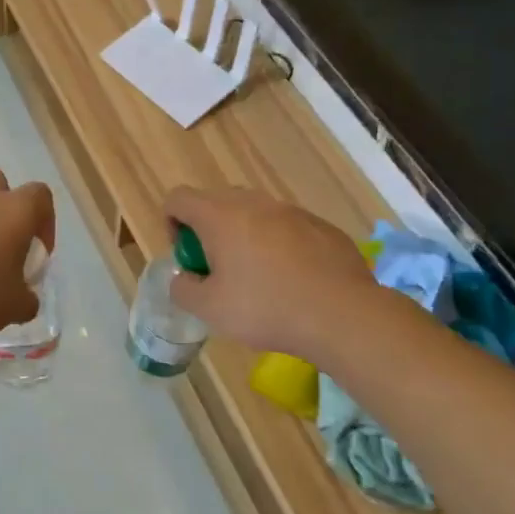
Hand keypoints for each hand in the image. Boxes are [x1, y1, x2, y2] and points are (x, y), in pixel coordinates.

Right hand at [163, 186, 374, 363]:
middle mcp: (254, 203)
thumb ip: (183, 289)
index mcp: (220, 215)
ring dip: (245, 237)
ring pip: (255, 214)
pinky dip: (280, 246)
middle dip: (209, 231)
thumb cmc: (266, 308)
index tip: (187, 258)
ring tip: (258, 278)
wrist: (343, 315)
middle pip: (216, 203)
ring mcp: (292, 211)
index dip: (171, 224)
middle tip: (218, 270)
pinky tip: (293, 281)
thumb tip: (183, 278)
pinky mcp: (322, 226)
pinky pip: (287, 228)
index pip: (179, 198)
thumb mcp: (209, 309)